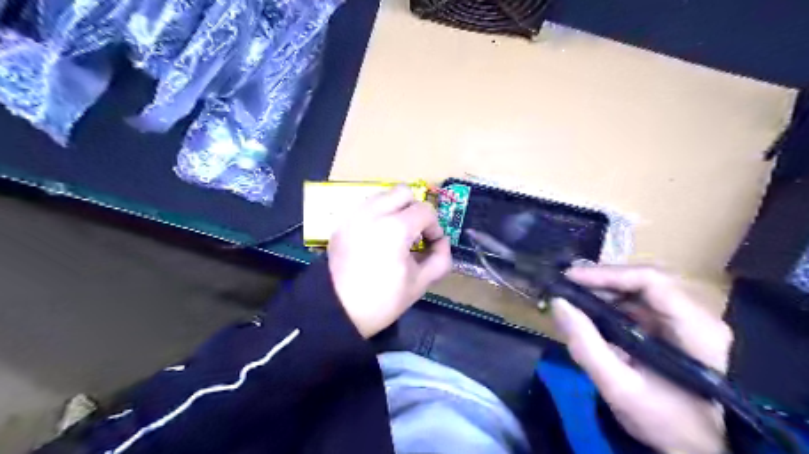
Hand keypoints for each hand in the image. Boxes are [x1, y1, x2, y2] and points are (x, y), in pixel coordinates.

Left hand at [327, 184, 453, 336]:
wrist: (338, 310)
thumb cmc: (382, 300)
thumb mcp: (420, 283)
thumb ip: (440, 258)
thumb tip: (441, 242)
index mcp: (396, 228)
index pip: (425, 210)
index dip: (434, 226)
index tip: (431, 244)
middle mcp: (374, 213)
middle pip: (404, 192)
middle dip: (415, 209)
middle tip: (415, 232)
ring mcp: (354, 215)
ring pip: (383, 195)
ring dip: (395, 209)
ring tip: (395, 234)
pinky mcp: (342, 222)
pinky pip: (366, 206)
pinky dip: (377, 214)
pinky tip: (376, 237)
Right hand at [550, 266, 734, 452]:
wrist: (702, 451)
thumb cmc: (668, 424)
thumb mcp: (620, 388)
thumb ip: (586, 345)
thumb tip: (558, 303)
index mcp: (695, 328)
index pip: (650, 280)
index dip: (608, 274)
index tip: (571, 278)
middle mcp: (696, 316)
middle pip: (643, 282)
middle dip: (601, 282)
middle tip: (566, 286)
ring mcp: (686, 322)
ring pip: (639, 292)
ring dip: (604, 292)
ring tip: (573, 297)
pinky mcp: (674, 331)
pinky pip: (639, 307)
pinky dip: (611, 306)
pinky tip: (591, 312)